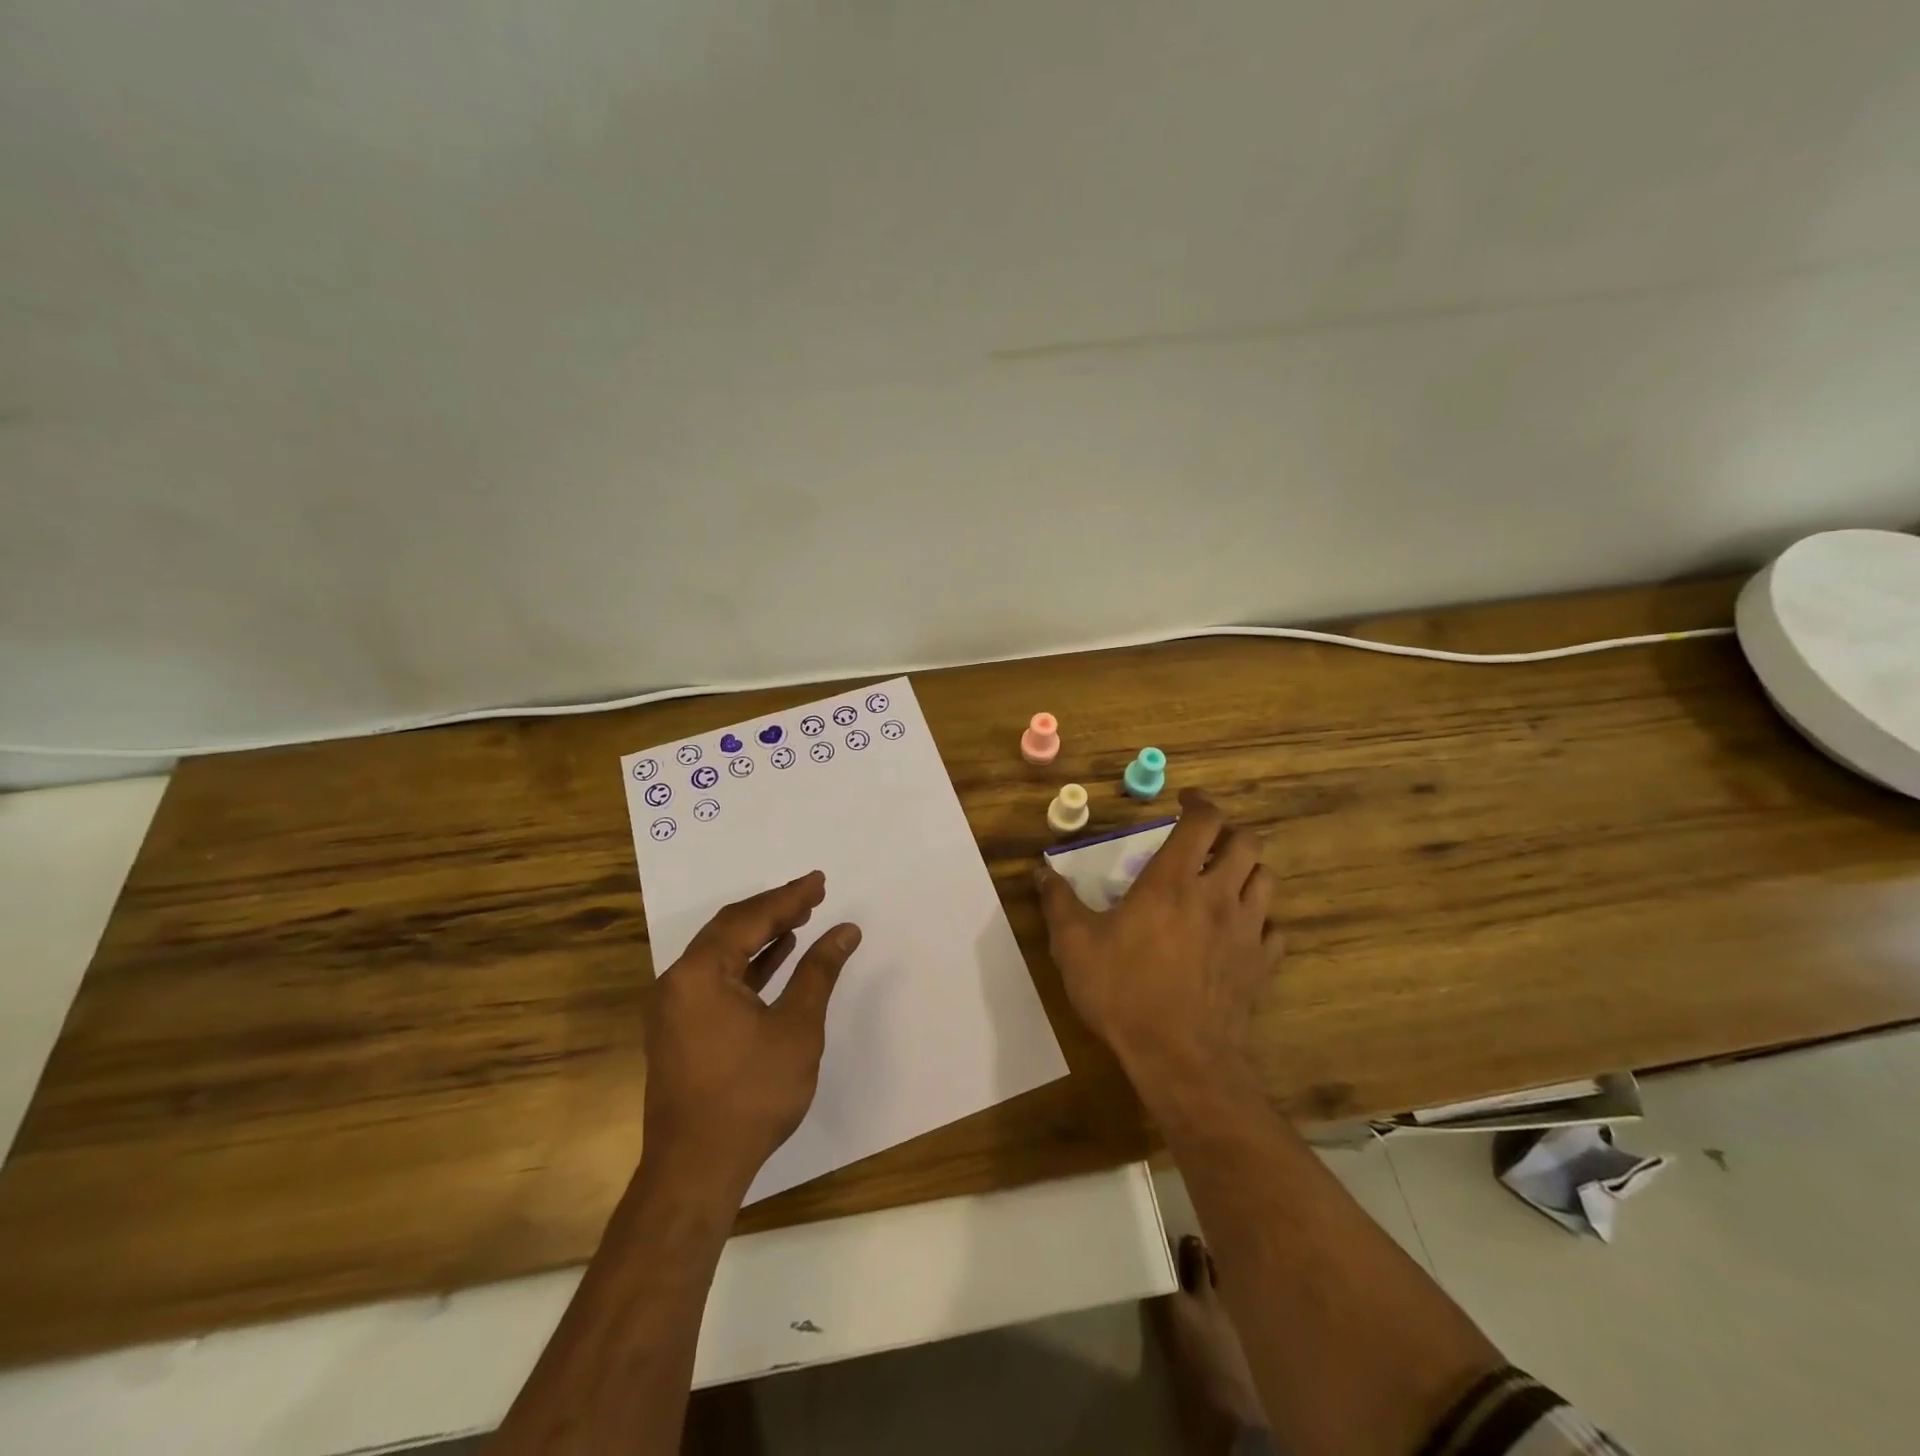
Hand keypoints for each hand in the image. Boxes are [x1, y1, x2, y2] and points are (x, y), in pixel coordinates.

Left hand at [643, 871, 861, 1195]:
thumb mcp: (796, 1027)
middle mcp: (678, 981)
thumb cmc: (750, 1094)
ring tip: (801, 919)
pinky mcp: (682, 1030)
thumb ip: (819, 972)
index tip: (820, 881)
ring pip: (723, 953)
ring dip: (762, 935)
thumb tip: (845, 930)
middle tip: (813, 894)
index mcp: (699, 972)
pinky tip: (777, 958)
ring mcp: (676, 1007)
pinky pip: (717, 979)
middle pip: (730, 929)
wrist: (696, 1170)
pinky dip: (749, 964)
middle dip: (774, 910)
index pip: (749, 919)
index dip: (789, 898)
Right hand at [1034, 791, 1283, 1091]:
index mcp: (1172, 881)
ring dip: (1248, 870)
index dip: (1199, 802)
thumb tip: (1040, 872)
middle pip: (1247, 843)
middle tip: (1205, 842)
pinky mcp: (1261, 964)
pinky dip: (1261, 918)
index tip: (1184, 801)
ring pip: (1267, 879)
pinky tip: (1240, 929)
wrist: (1179, 1057)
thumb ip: (1058, 902)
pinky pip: (1274, 928)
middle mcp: (1217, 894)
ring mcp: (1246, 930)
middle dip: (1229, 832)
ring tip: (1225, 878)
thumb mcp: (1073, 945)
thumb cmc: (1123, 991)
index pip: (1203, 821)